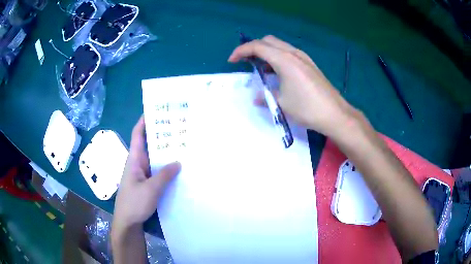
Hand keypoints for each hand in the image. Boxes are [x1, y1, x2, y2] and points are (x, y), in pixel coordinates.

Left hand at [113, 116, 180, 230]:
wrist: (128, 222)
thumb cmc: (134, 203)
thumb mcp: (150, 189)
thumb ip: (164, 175)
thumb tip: (178, 162)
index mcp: (134, 159)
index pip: (137, 135)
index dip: (144, 121)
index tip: (155, 111)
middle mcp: (138, 163)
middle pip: (149, 145)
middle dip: (161, 136)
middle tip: (178, 128)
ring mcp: (143, 174)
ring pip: (155, 159)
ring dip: (165, 153)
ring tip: (182, 145)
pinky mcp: (147, 183)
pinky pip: (157, 171)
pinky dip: (166, 168)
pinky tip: (178, 168)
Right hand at [228, 35, 357, 136]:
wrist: (335, 114)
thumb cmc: (307, 108)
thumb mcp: (281, 103)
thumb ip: (265, 95)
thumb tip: (256, 97)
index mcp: (284, 60)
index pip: (257, 47)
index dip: (241, 51)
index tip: (232, 61)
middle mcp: (294, 53)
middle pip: (268, 41)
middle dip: (253, 47)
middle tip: (245, 61)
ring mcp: (304, 57)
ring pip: (279, 45)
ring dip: (266, 51)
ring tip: (259, 67)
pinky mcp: (309, 64)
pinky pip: (288, 53)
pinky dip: (277, 56)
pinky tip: (276, 71)